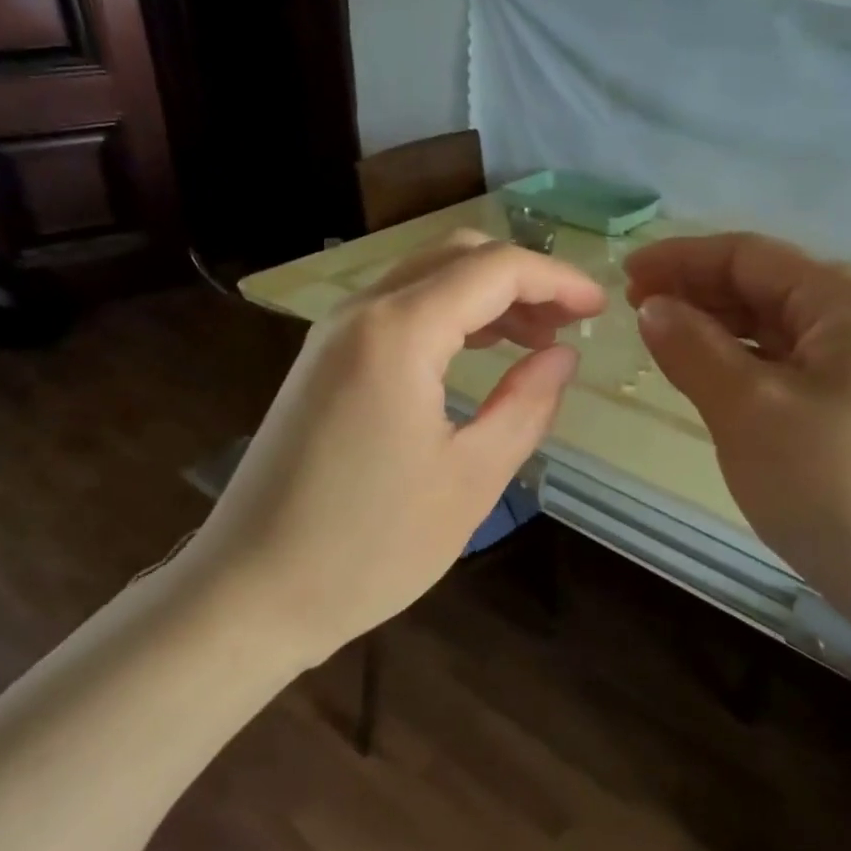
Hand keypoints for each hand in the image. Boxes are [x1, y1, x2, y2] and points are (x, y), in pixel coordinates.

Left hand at [196, 230, 605, 662]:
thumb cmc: (369, 547)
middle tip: (568, 324)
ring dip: (484, 297)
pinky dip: (446, 318)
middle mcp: (359, 313)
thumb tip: (563, 357)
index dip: (556, 281)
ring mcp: (331, 336)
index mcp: (397, 332)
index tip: (599, 310)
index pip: (494, 270)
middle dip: (521, 280)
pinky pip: (395, 313)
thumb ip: (526, 406)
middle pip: (455, 257)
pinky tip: (475, 355)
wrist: (250, 592)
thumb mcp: (470, 479)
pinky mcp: (320, 364)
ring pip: (423, 281)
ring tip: (534, 342)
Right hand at [625, 233, 850, 633]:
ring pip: (772, 328)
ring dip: (714, 329)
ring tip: (659, 342)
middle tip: (633, 312)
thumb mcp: (748, 410)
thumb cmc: (833, 486)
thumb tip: (652, 306)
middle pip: (762, 286)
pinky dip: (739, 364)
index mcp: (846, 301)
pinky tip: (705, 377)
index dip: (681, 259)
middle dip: (696, 293)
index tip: (624, 276)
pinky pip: (784, 366)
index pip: (749, 256)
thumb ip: (694, 348)